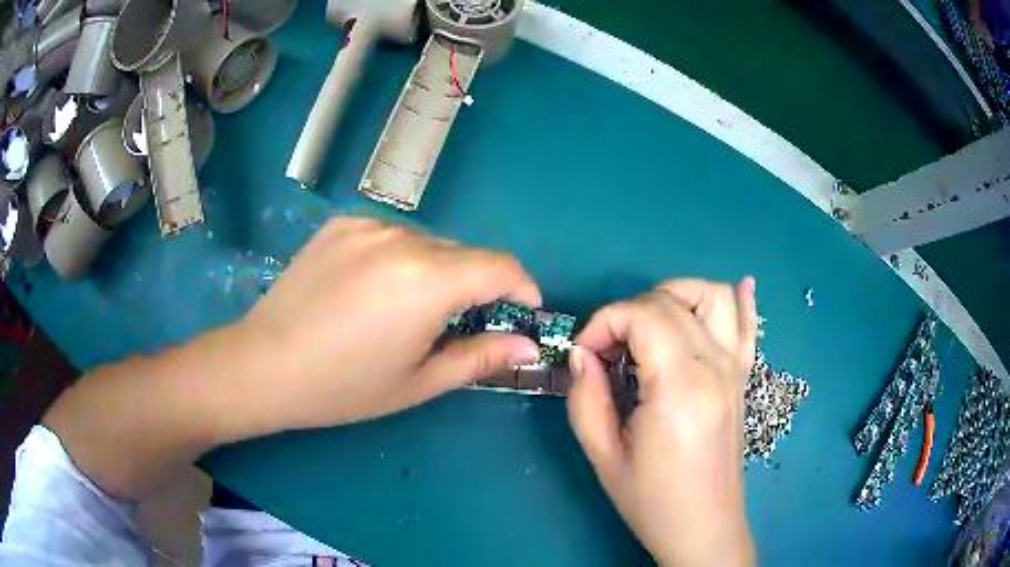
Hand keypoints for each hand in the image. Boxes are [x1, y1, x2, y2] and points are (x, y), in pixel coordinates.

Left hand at [235, 218, 542, 429]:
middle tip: (460, 324)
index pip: (500, 266)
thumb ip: (481, 357)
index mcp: (427, 280)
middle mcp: (402, 238)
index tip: (522, 312)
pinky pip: (390, 236)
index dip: (522, 286)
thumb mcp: (419, 381)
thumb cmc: (345, 386)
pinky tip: (372, 289)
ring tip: (408, 310)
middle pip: (465, 253)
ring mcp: (367, 226)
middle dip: (477, 286)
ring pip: (428, 243)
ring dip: (437, 271)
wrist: (265, 365)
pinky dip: (399, 258)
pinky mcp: (341, 224)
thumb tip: (529, 345)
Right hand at [568, 279, 757, 565]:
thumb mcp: (604, 455)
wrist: (703, 527)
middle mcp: (715, 365)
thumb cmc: (652, 500)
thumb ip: (586, 397)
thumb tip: (582, 354)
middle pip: (671, 300)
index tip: (584, 355)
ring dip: (676, 296)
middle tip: (606, 353)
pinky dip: (741, 300)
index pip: (642, 314)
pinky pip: (748, 325)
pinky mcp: (742, 378)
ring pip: (714, 296)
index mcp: (680, 385)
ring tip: (649, 327)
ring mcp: (735, 368)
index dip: (603, 323)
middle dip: (628, 313)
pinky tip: (740, 286)